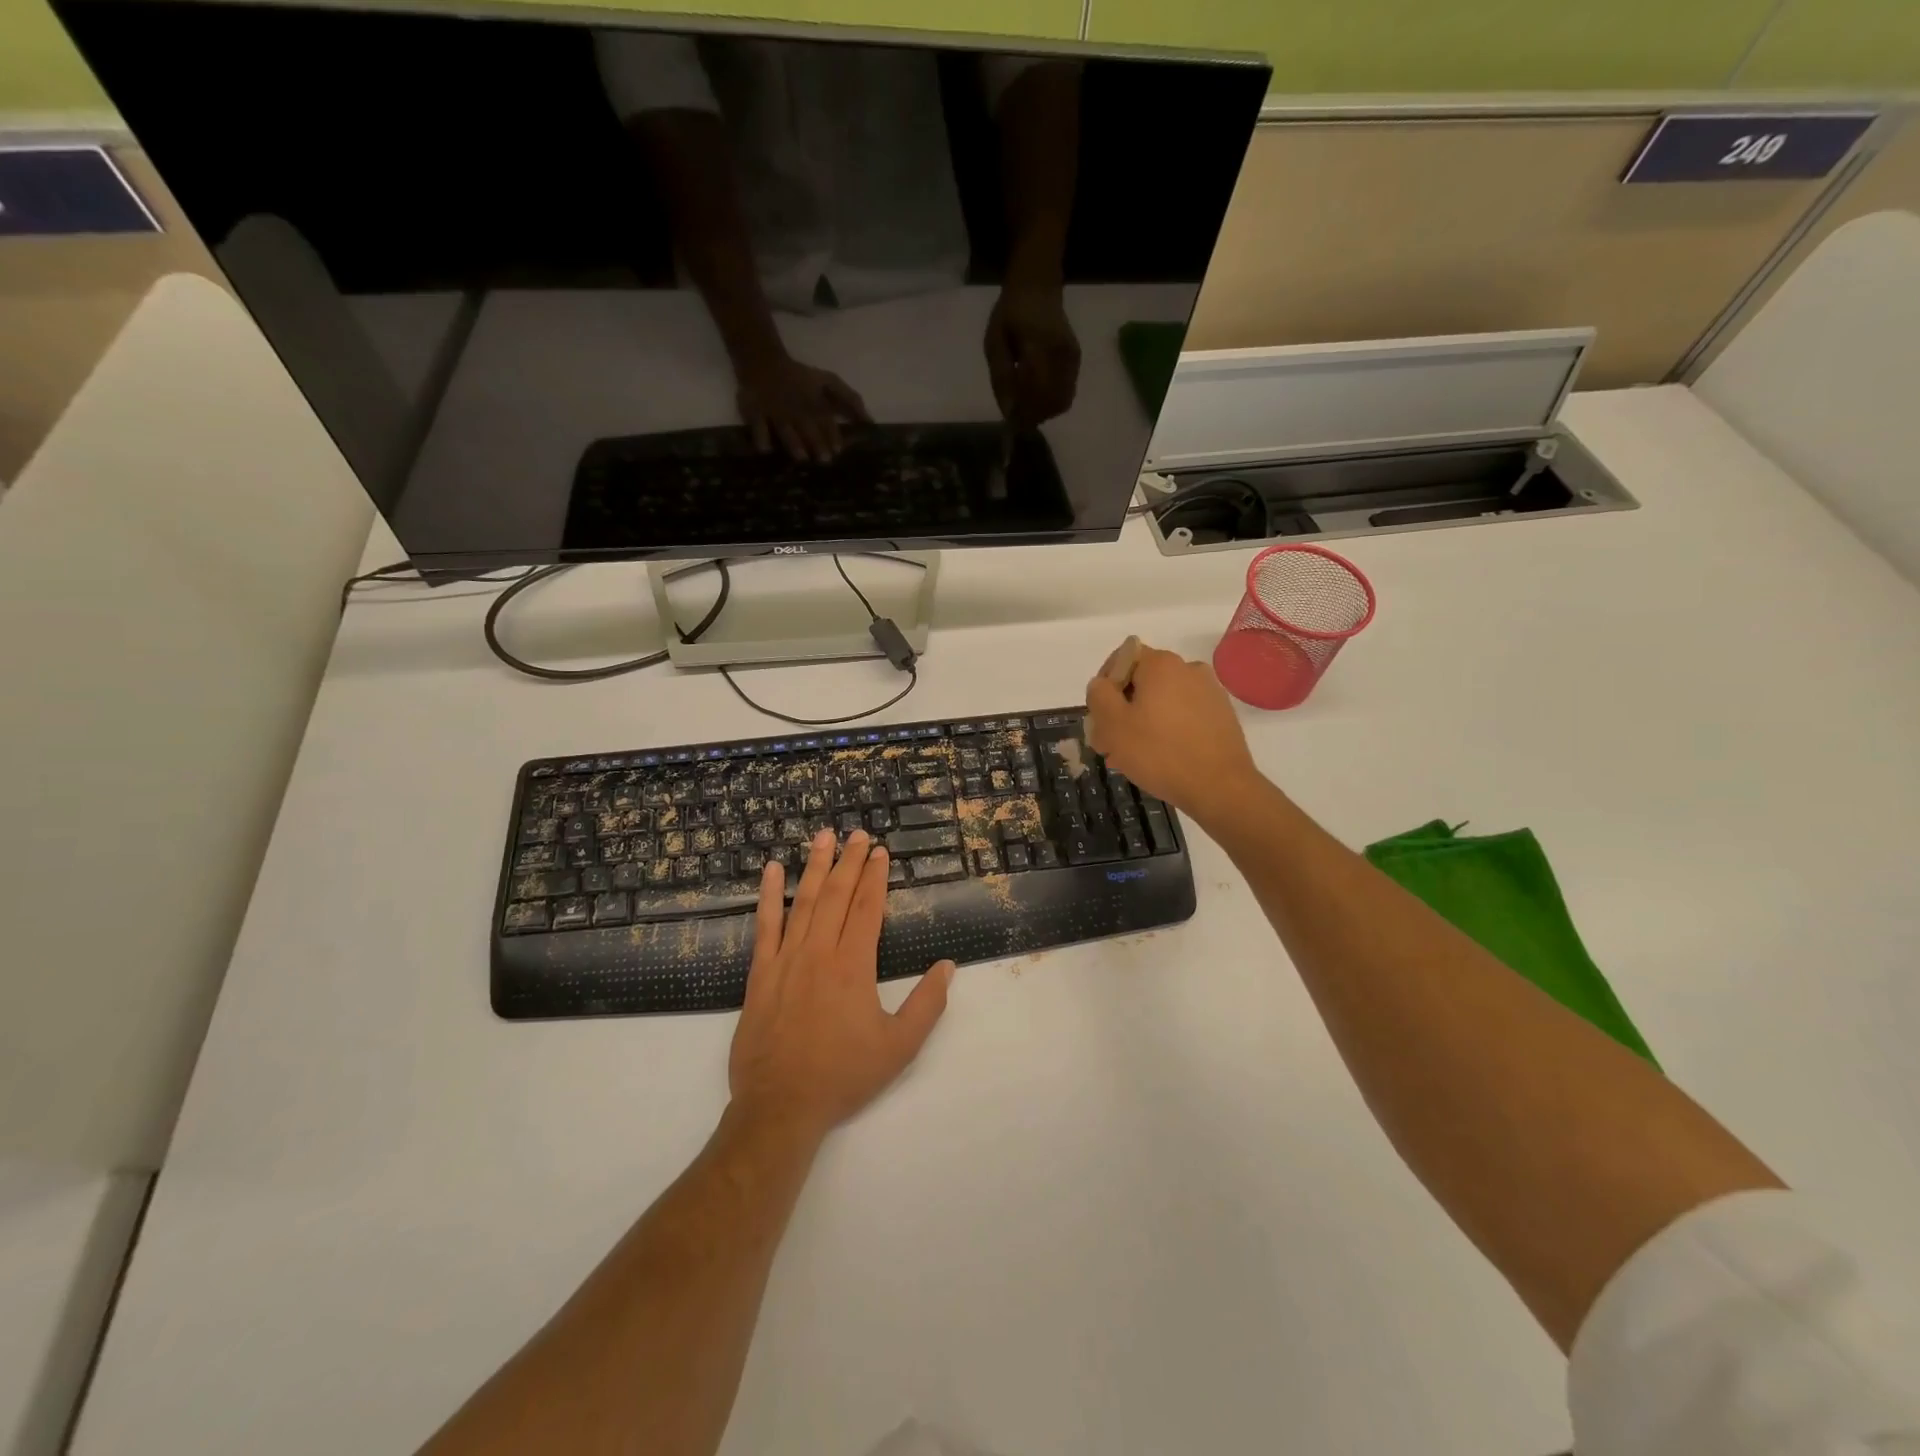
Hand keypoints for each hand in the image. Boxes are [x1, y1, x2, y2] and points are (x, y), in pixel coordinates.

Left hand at [729, 829, 953, 1140]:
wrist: (780, 1106)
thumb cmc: (843, 1075)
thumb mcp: (899, 1047)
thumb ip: (926, 1004)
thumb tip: (947, 967)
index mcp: (853, 966)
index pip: (868, 908)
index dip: (876, 877)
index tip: (880, 852)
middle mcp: (819, 953)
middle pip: (838, 896)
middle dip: (850, 861)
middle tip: (858, 834)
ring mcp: (786, 960)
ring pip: (804, 902)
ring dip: (816, 867)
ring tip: (823, 837)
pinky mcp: (760, 974)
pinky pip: (765, 926)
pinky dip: (769, 896)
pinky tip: (772, 871)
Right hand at [735, 351, 870, 461]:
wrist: (762, 360)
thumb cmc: (801, 377)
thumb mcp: (828, 381)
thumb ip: (850, 399)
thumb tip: (871, 422)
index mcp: (814, 403)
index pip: (826, 421)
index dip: (832, 435)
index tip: (838, 450)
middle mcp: (796, 410)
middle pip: (807, 428)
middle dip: (816, 442)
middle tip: (824, 459)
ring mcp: (775, 412)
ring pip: (785, 429)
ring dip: (794, 443)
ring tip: (801, 457)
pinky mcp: (755, 412)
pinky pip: (757, 425)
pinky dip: (761, 437)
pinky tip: (765, 449)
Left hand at [984, 281, 1080, 427]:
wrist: (1038, 287)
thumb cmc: (1010, 313)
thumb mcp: (994, 342)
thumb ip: (1001, 377)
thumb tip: (1008, 412)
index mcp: (1037, 345)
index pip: (1035, 389)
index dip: (1023, 411)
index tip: (1010, 421)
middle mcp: (1060, 354)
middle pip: (1051, 402)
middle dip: (1033, 416)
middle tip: (1017, 417)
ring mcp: (1072, 359)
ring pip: (1062, 402)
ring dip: (1043, 412)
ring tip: (1026, 407)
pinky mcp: (1076, 362)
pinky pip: (1067, 394)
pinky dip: (1051, 403)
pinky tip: (1037, 397)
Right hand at [1084, 643, 1260, 826]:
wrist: (1220, 787)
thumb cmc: (1159, 752)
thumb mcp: (1112, 724)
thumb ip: (1098, 695)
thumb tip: (1102, 684)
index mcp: (1161, 664)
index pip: (1122, 658)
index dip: (1105, 686)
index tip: (1100, 717)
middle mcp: (1189, 669)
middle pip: (1143, 682)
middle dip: (1123, 709)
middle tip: (1110, 744)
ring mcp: (1210, 692)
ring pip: (1163, 701)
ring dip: (1144, 722)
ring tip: (1134, 757)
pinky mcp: (1222, 716)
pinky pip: (1184, 715)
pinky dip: (1168, 730)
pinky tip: (1162, 758)